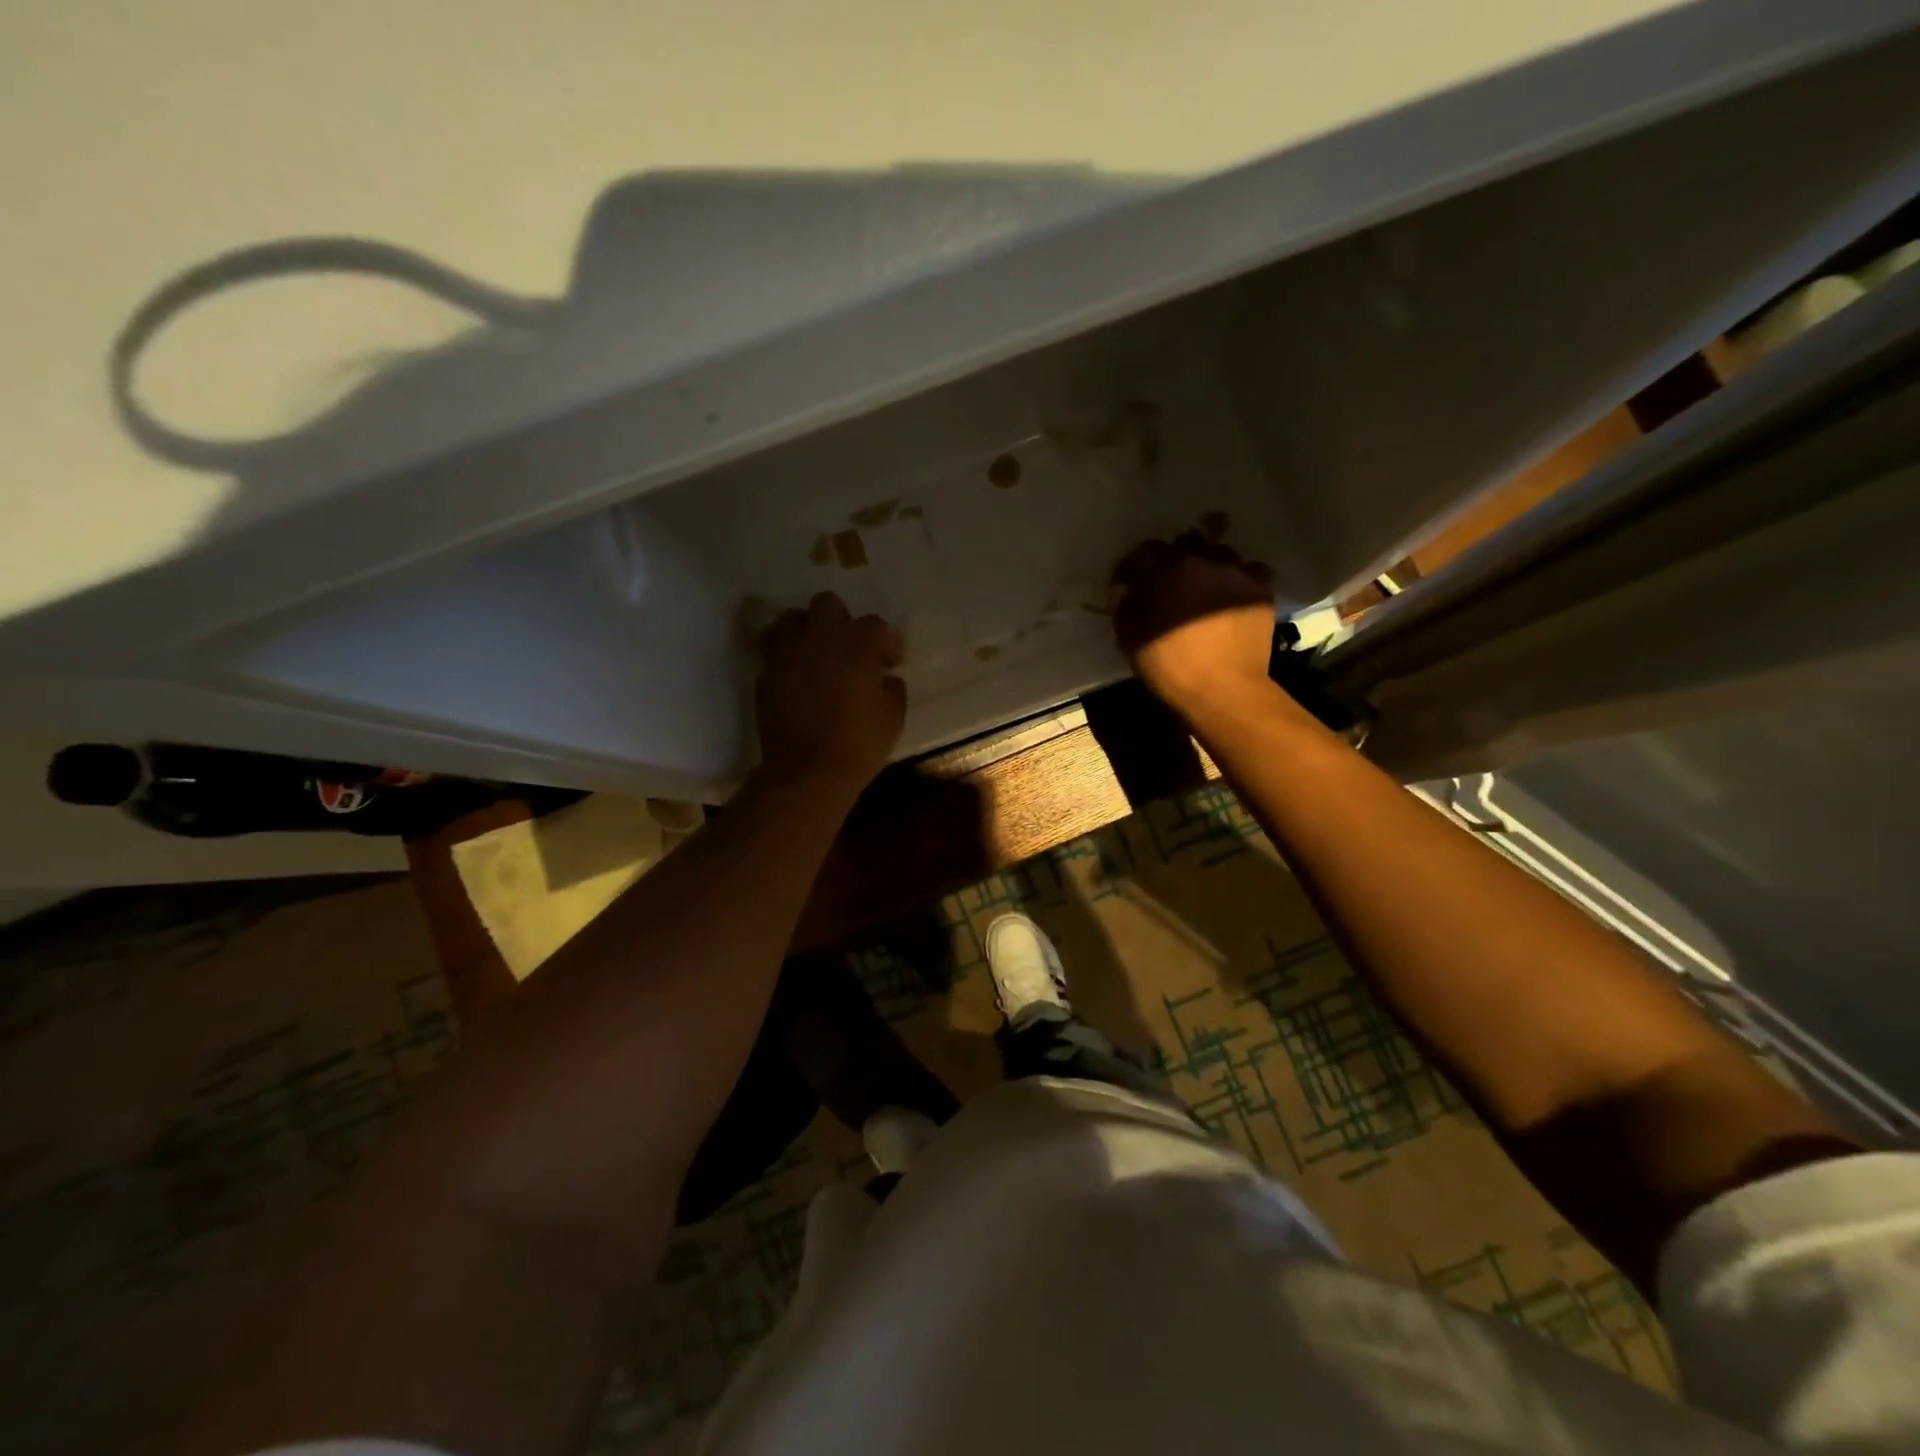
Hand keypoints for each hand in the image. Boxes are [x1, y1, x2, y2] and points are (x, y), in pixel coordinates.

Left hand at [757, 592, 906, 790]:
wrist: (808, 772)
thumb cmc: (859, 744)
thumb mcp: (893, 718)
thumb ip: (891, 689)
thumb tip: (885, 678)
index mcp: (856, 644)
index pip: (875, 625)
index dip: (886, 642)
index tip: (890, 662)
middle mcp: (819, 638)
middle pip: (827, 604)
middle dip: (840, 620)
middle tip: (849, 647)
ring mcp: (787, 654)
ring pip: (791, 619)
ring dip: (806, 630)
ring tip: (815, 653)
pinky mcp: (766, 674)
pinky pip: (774, 650)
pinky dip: (785, 656)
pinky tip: (796, 675)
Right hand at [1111, 534, 1279, 716]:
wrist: (1223, 689)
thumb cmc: (1170, 664)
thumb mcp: (1130, 638)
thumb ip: (1125, 607)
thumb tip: (1128, 592)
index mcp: (1169, 569)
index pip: (1145, 552)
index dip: (1132, 566)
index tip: (1127, 584)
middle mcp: (1206, 560)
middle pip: (1186, 543)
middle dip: (1174, 558)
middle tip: (1167, 582)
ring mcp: (1238, 573)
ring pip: (1221, 553)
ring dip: (1208, 565)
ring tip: (1203, 586)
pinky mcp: (1261, 591)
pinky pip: (1250, 571)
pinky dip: (1238, 578)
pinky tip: (1232, 594)